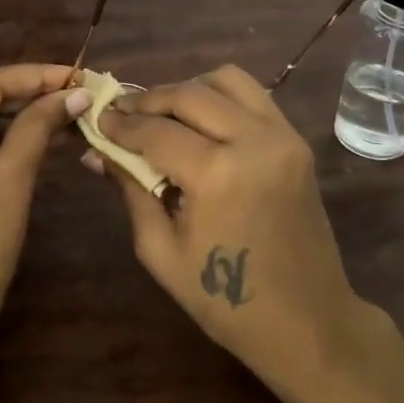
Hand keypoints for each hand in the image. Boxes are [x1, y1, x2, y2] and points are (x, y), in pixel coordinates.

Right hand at [88, 65, 366, 385]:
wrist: (308, 322)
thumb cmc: (226, 301)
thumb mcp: (162, 251)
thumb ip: (131, 190)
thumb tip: (96, 152)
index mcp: (218, 174)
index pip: (155, 131)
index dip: (120, 124)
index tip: (96, 120)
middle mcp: (253, 141)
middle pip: (189, 94)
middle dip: (147, 100)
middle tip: (121, 114)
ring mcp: (282, 136)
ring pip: (226, 80)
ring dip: (187, 90)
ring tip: (162, 114)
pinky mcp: (297, 141)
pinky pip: (253, 96)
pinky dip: (220, 98)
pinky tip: (199, 123)